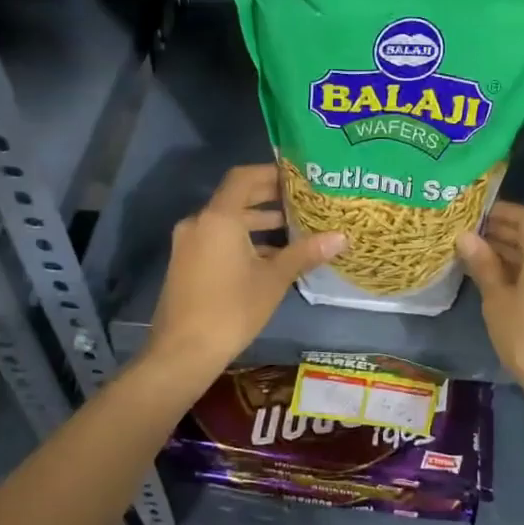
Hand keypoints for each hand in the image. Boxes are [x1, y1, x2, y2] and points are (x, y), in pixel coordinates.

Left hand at [145, 165, 344, 378]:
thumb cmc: (231, 309)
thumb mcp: (273, 279)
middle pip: (235, 198)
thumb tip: (341, 237)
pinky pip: (217, 239)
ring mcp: (189, 244)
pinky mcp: (186, 263)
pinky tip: (268, 256)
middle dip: (267, 198)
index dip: (271, 173)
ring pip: (226, 222)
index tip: (297, 177)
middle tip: (301, 200)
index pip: (244, 178)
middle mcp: (199, 223)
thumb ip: (305, 253)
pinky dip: (241, 240)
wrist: (182, 352)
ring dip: (256, 222)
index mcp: (219, 218)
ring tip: (292, 228)